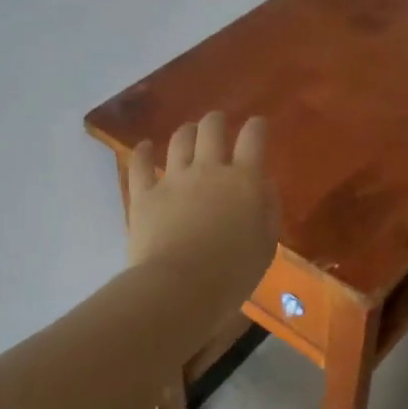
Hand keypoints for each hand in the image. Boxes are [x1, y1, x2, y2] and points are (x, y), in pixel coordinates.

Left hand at [127, 112, 278, 314]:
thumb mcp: (265, 245)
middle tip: (218, 123)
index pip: (253, 139)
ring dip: (186, 132)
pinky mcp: (144, 194)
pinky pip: (140, 164)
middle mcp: (208, 170)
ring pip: (179, 140)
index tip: (258, 125)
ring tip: (188, 132)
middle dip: (216, 121)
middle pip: (211, 129)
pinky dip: (143, 152)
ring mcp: (173, 179)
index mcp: (243, 181)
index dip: (256, 126)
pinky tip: (145, 147)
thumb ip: (268, 209)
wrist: (180, 287)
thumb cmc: (232, 273)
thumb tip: (263, 184)